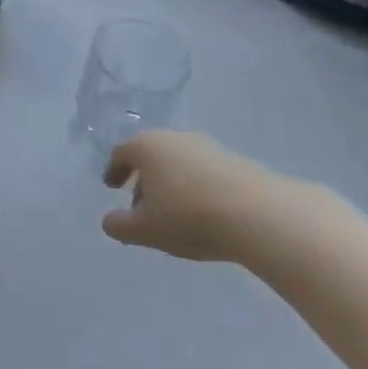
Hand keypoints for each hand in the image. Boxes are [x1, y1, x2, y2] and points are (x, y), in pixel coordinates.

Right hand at [101, 132, 298, 261]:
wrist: (259, 215)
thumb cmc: (189, 218)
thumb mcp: (146, 230)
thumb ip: (120, 226)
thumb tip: (108, 221)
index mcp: (145, 147)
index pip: (121, 153)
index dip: (114, 171)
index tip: (112, 187)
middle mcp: (173, 138)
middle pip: (150, 155)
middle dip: (144, 180)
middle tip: (143, 207)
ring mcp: (206, 146)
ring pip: (178, 162)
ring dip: (171, 183)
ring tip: (176, 214)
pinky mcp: (235, 160)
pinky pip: (204, 172)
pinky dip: (197, 187)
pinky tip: (205, 212)